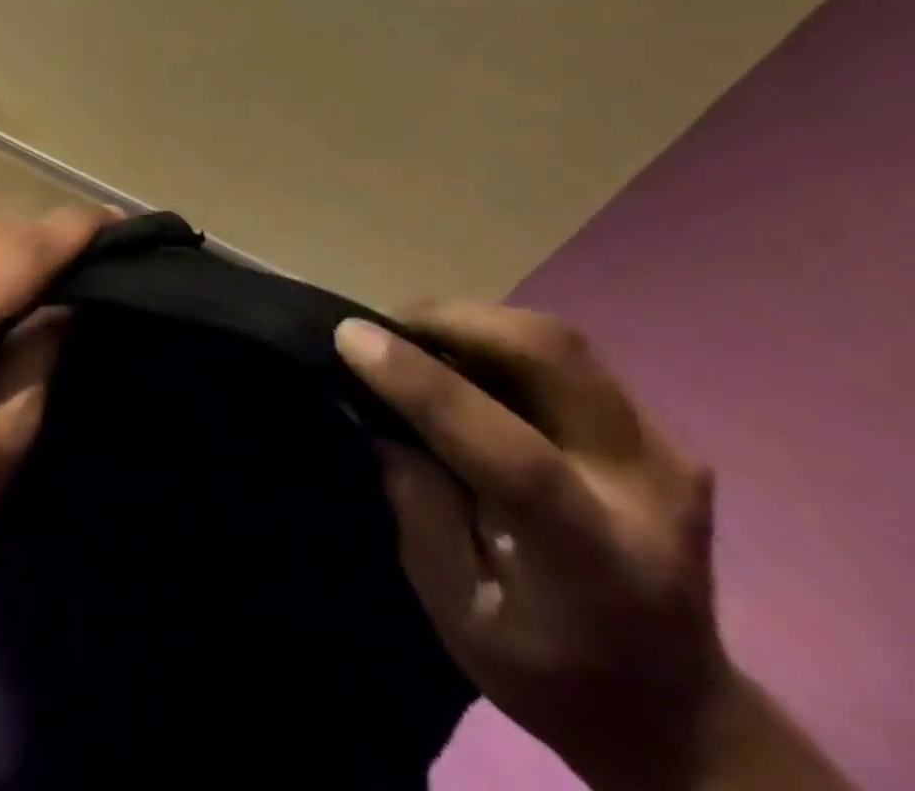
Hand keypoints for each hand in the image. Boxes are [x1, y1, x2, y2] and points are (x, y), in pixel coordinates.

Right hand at [336, 302, 754, 790]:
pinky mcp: (657, 430)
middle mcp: (648, 493)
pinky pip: (563, 354)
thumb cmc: (548, 670)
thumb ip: (420, 508)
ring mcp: (665, 452)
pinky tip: (457, 356)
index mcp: (599, 563)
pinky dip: (493, 337)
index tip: (351, 337)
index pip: (514, 453)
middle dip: (451, 320)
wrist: (676, 706)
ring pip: (557, 340)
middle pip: (553, 358)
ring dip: (468, 321)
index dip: (425, 384)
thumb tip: (379, 417)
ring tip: (410, 335)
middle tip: (381, 325)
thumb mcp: (459, 614)